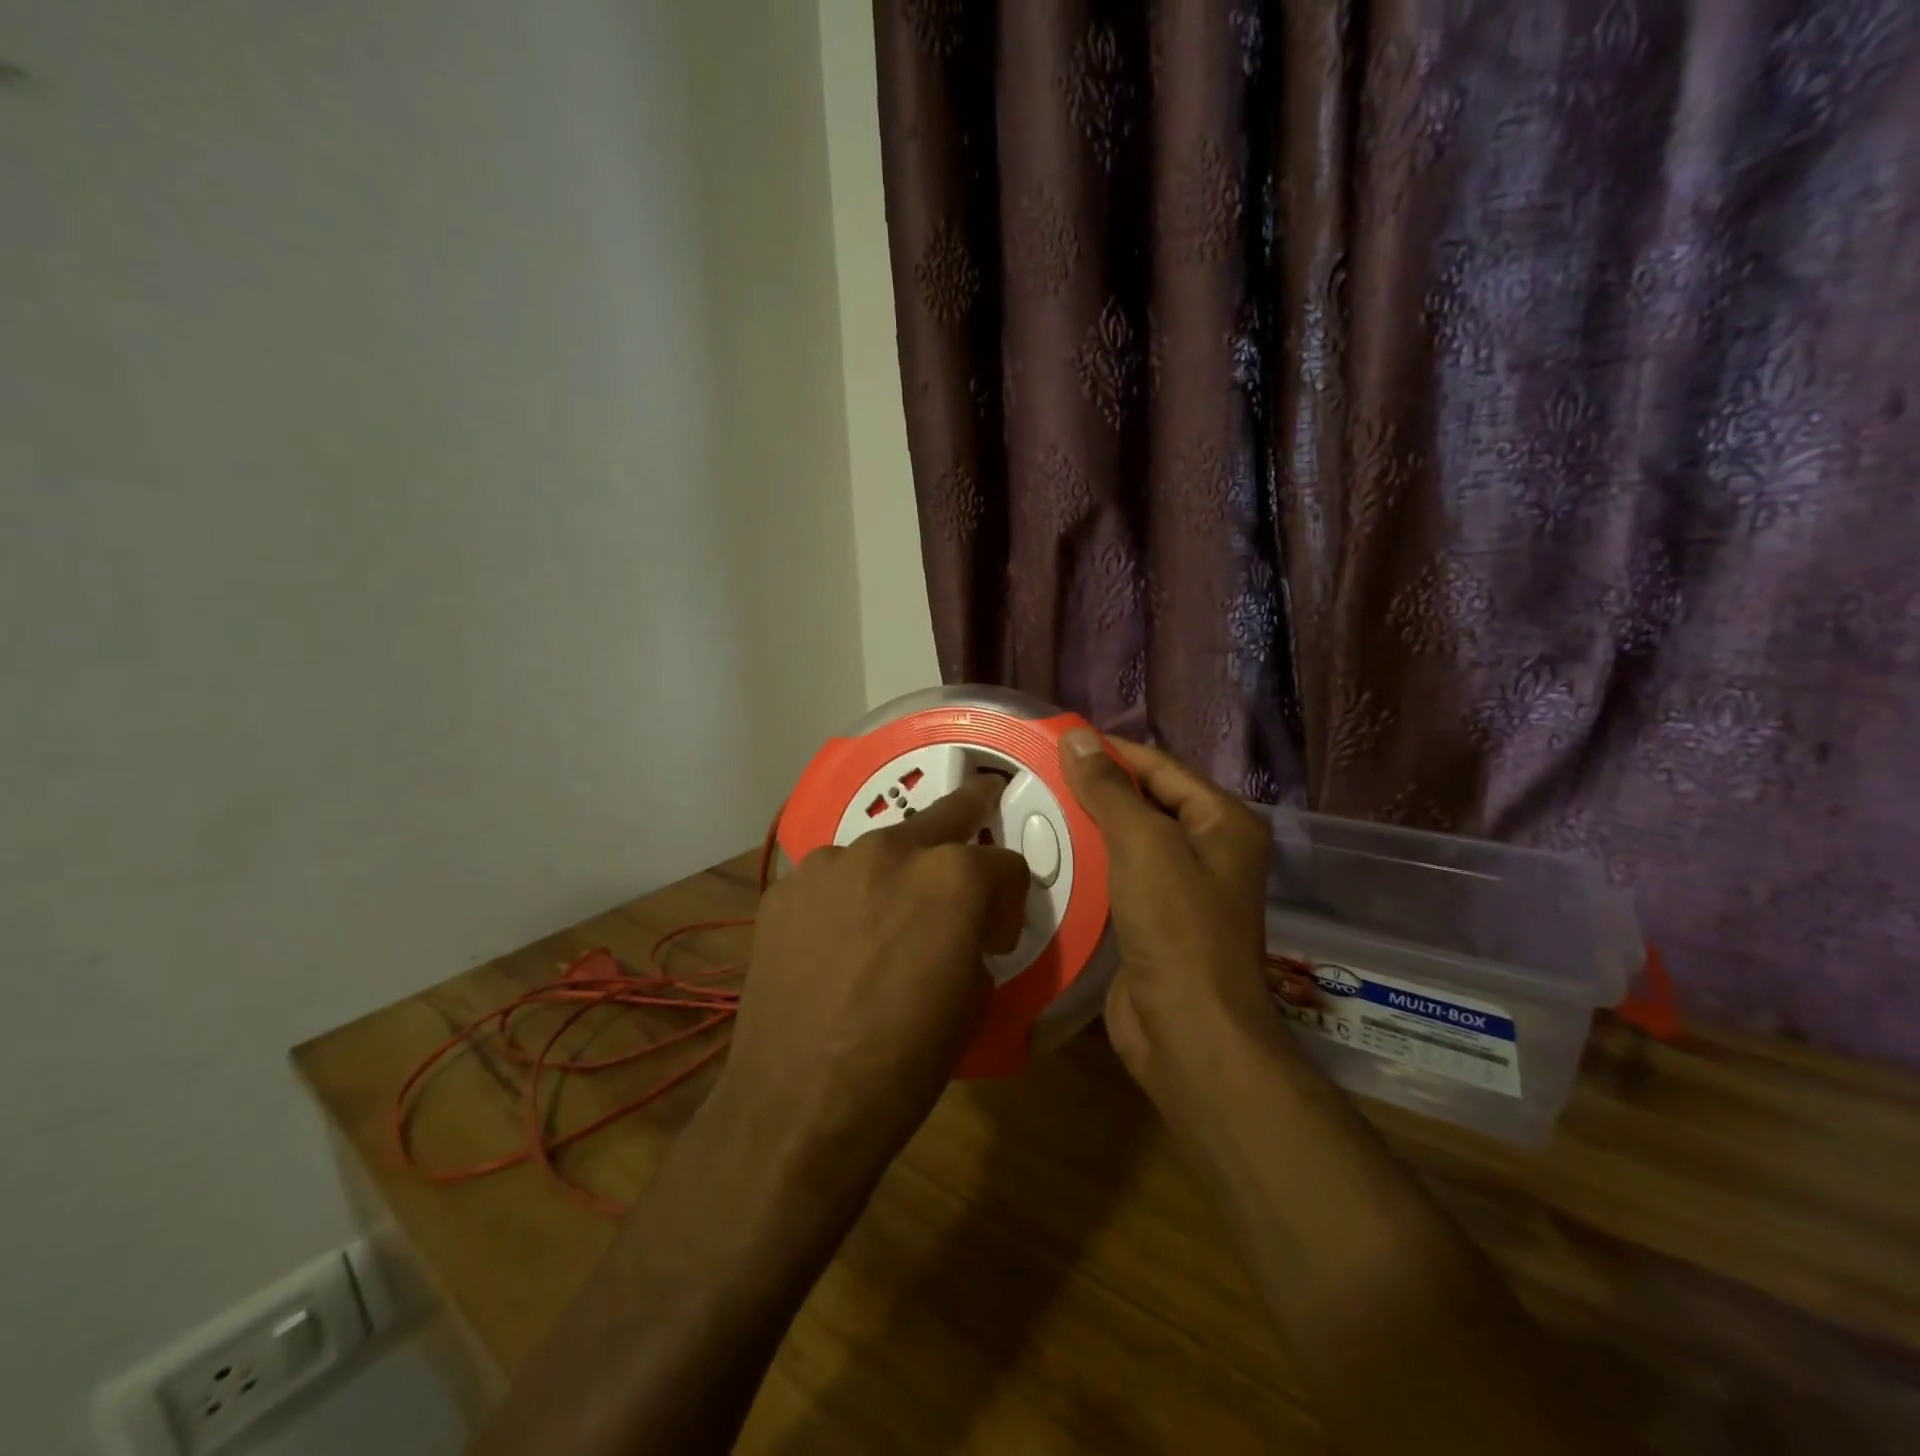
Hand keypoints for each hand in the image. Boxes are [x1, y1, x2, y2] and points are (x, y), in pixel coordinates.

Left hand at [718, 774, 1030, 1177]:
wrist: (797, 1106)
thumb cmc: (904, 1062)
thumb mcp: (974, 1000)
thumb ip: (977, 938)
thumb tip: (967, 928)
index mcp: (952, 877)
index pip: (1005, 863)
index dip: (1009, 900)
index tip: (997, 935)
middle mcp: (890, 849)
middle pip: (944, 816)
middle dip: (970, 816)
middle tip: (983, 807)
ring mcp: (829, 863)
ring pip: (881, 848)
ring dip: (897, 872)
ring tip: (887, 919)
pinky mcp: (785, 888)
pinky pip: (832, 879)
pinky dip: (846, 898)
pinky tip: (836, 943)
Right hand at [1058, 731, 1281, 1125]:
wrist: (1189, 1033)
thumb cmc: (1177, 928)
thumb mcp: (1143, 845)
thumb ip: (1109, 789)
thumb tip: (1076, 737)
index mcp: (1221, 822)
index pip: (1160, 766)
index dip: (1110, 750)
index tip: (1056, 739)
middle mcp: (1208, 850)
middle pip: (1144, 802)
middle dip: (1095, 788)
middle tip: (1036, 773)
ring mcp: (1182, 889)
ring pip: (1127, 841)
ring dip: (1087, 826)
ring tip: (1032, 808)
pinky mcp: (1154, 922)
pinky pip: (1117, 878)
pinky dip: (1087, 865)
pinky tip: (1047, 857)